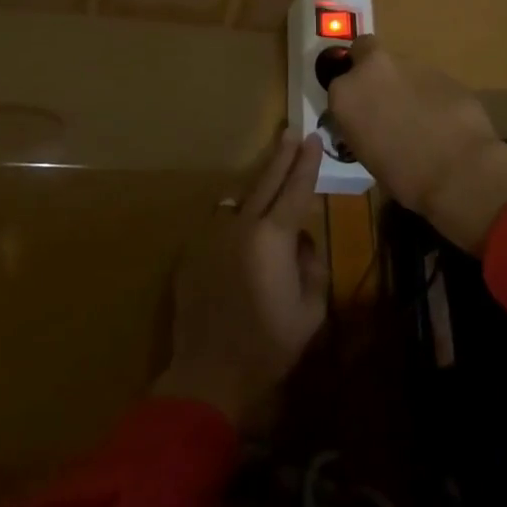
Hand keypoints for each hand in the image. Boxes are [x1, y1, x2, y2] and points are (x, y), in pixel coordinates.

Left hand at [153, 130, 329, 425]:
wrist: (209, 374)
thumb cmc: (269, 345)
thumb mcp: (311, 309)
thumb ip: (312, 266)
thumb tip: (301, 243)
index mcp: (273, 238)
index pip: (296, 189)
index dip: (308, 163)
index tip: (314, 139)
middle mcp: (241, 227)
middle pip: (266, 182)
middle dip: (281, 156)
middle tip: (291, 132)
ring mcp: (212, 238)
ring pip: (239, 201)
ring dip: (257, 189)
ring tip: (269, 179)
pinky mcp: (192, 253)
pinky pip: (220, 227)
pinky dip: (235, 222)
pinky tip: (242, 232)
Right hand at [326, 37, 506, 254]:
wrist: (458, 169)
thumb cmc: (403, 175)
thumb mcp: (365, 154)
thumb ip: (362, 124)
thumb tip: (371, 121)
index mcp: (346, 93)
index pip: (338, 83)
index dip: (351, 96)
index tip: (360, 112)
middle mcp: (374, 68)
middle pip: (365, 49)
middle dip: (370, 66)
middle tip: (381, 95)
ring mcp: (410, 64)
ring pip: (399, 65)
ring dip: (403, 82)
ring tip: (417, 115)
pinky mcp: (442, 70)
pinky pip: (427, 78)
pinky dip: (429, 92)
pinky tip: (440, 117)